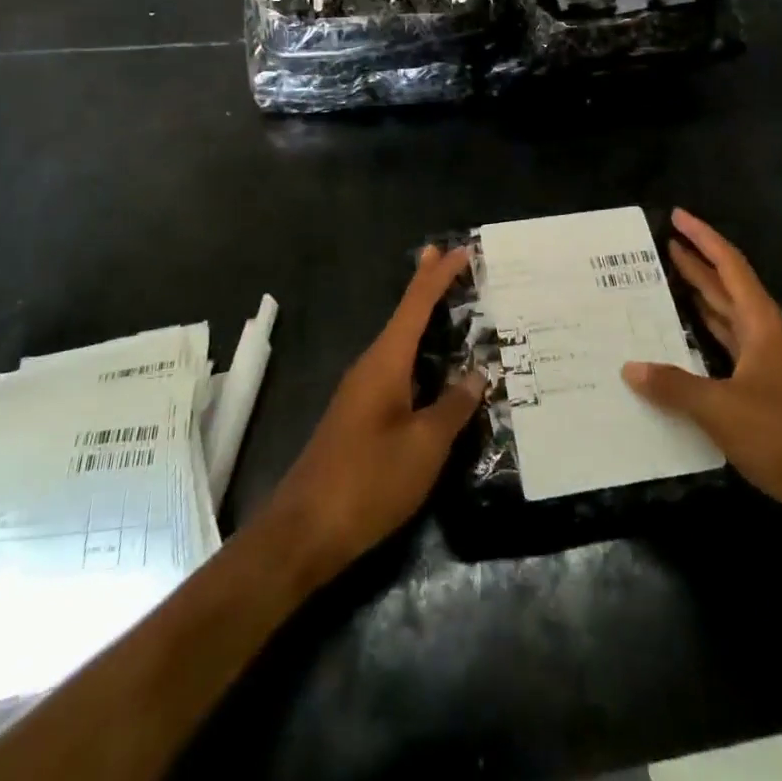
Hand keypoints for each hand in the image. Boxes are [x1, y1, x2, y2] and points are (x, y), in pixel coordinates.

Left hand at [266, 246, 486, 584]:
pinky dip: (421, 356)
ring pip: (401, 344)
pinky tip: (437, 372)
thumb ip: (453, 407)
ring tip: (458, 311)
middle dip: (429, 288)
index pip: (415, 304)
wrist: (304, 531)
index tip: (460, 249)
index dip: (438, 275)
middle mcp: (371, 366)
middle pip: (405, 316)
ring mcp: (362, 392)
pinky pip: (397, 370)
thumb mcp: (424, 446)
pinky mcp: (360, 416)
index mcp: (385, 362)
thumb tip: (477, 374)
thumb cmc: (367, 482)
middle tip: (456, 263)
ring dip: (427, 324)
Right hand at [622, 209, 781, 535]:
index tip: (677, 216)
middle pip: (727, 287)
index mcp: (761, 324)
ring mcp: (769, 363)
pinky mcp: (767, 390)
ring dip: (702, 298)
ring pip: (728, 318)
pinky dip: (706, 337)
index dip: (703, 238)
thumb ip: (674, 386)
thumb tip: (630, 368)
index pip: (729, 266)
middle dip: (697, 263)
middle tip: (663, 245)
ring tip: (667, 282)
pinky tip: (685, 342)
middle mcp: (766, 334)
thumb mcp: (722, 410)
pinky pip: (729, 349)